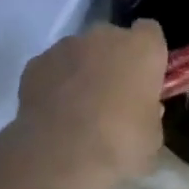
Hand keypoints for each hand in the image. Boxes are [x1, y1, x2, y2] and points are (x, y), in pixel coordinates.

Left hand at [14, 21, 166, 188]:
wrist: (60, 156)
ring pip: (80, 52)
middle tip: (113, 96)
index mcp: (142, 48)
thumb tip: (144, 111)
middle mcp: (105, 37)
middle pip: (113, 40)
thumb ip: (150, 115)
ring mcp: (67, 46)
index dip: (148, 53)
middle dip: (113, 61)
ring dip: (82, 71)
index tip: (145, 77)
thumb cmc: (120, 144)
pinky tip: (53, 113)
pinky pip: (52, 68)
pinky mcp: (36, 63)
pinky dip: (54, 83)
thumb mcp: (152, 138)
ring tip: (78, 109)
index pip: (150, 32)